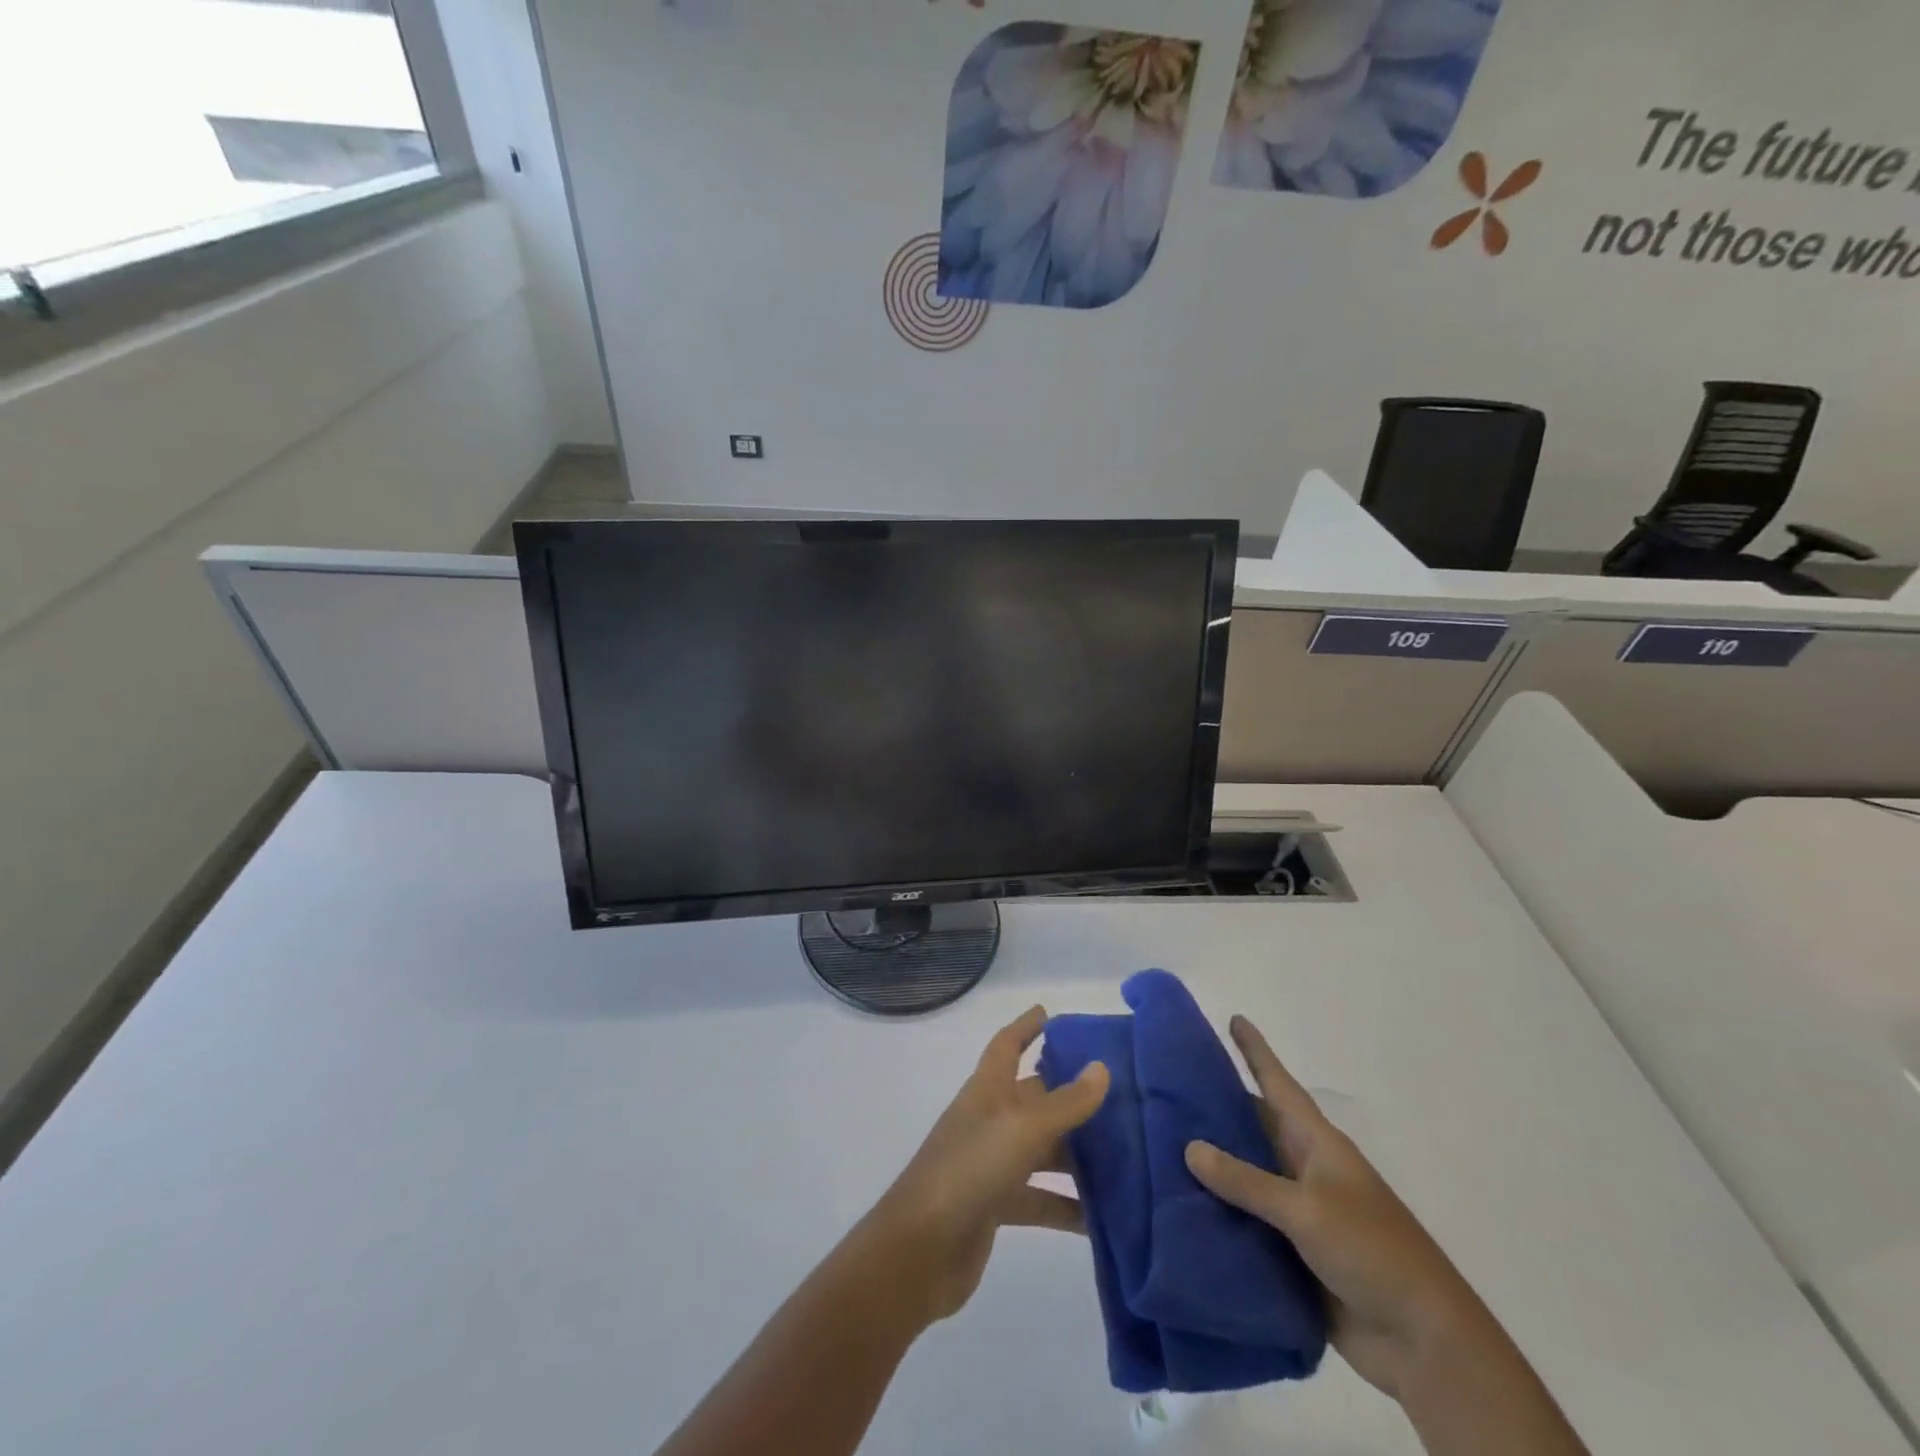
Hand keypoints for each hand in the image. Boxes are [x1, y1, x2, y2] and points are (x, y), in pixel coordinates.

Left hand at [867, 1006, 1109, 1325]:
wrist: (920, 1250)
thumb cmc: (969, 1171)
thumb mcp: (1022, 1130)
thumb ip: (1065, 1103)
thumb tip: (1101, 1068)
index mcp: (987, 1090)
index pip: (1006, 1045)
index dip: (1025, 1027)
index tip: (1048, 1013)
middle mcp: (989, 1120)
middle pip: (1034, 1098)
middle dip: (1069, 1094)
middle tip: (1119, 1094)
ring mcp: (991, 1164)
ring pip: (1042, 1149)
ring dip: (1077, 1153)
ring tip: (1127, 1155)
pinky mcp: (996, 1206)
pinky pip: (1040, 1198)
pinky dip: (1068, 1206)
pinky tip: (1105, 1219)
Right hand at [1184, 1017, 1487, 1398]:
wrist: (1423, 1341)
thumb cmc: (1372, 1251)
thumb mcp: (1307, 1209)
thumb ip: (1247, 1181)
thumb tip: (1190, 1146)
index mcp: (1317, 1144)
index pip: (1279, 1084)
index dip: (1256, 1051)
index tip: (1233, 1018)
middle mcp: (1304, 1168)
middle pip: (1254, 1126)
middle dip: (1216, 1108)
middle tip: (1167, 1087)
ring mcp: (1299, 1212)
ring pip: (1245, 1176)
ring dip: (1211, 1166)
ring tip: (1158, 1143)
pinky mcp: (1292, 1253)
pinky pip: (1245, 1223)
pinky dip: (1217, 1214)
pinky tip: (1179, 1207)